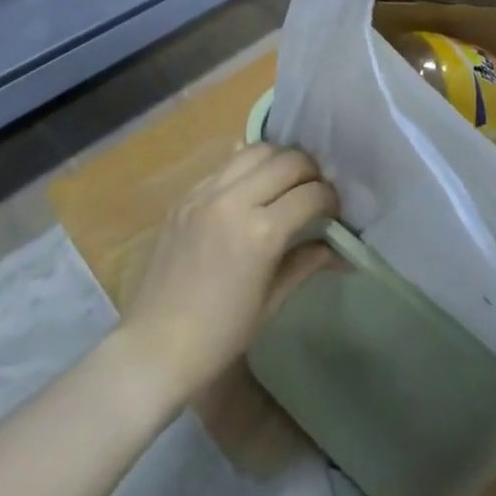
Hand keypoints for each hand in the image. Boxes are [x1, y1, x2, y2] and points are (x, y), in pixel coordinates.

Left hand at [115, 144, 338, 408]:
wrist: (154, 345)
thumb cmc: (219, 336)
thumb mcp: (271, 303)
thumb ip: (306, 263)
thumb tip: (341, 251)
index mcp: (261, 233)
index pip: (312, 194)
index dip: (331, 199)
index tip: (335, 211)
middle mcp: (235, 200)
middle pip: (287, 160)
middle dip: (311, 171)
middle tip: (314, 192)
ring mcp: (206, 193)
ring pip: (255, 150)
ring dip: (279, 160)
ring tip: (285, 181)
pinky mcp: (186, 194)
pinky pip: (225, 164)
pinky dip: (247, 167)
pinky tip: (251, 186)